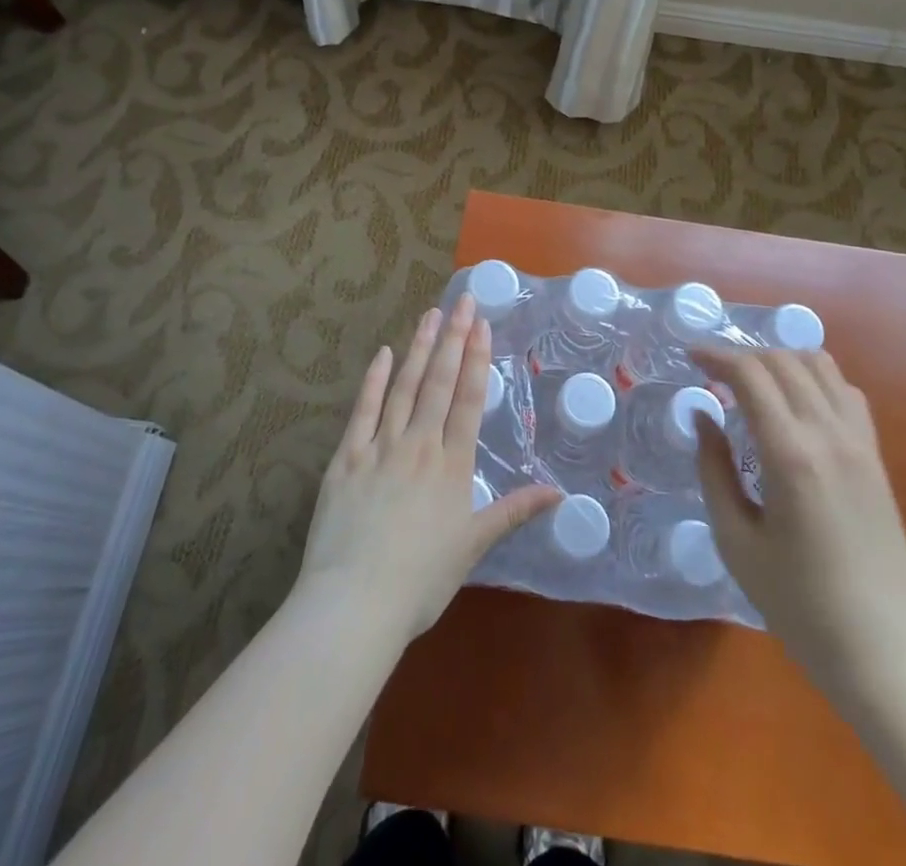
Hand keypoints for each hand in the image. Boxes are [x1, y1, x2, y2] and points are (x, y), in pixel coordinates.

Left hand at [297, 293, 559, 643]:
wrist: (355, 603)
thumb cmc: (420, 581)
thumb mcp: (473, 547)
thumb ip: (513, 512)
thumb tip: (559, 492)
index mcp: (451, 466)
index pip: (467, 400)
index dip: (476, 359)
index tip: (482, 324)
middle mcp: (419, 445)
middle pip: (438, 383)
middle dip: (452, 339)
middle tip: (461, 301)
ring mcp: (379, 447)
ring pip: (404, 387)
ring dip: (418, 348)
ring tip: (430, 315)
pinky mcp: (346, 458)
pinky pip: (362, 410)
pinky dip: (374, 380)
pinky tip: (383, 353)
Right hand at [693, 348, 905, 705]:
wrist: (882, 649)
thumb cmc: (797, 602)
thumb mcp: (736, 540)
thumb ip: (714, 470)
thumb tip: (702, 416)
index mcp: (790, 455)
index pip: (750, 375)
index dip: (716, 356)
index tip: (690, 356)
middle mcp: (829, 434)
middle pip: (783, 361)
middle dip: (743, 355)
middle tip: (713, 373)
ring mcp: (859, 442)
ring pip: (820, 366)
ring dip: (780, 360)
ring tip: (752, 381)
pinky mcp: (875, 456)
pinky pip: (846, 392)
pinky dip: (814, 379)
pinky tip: (795, 402)